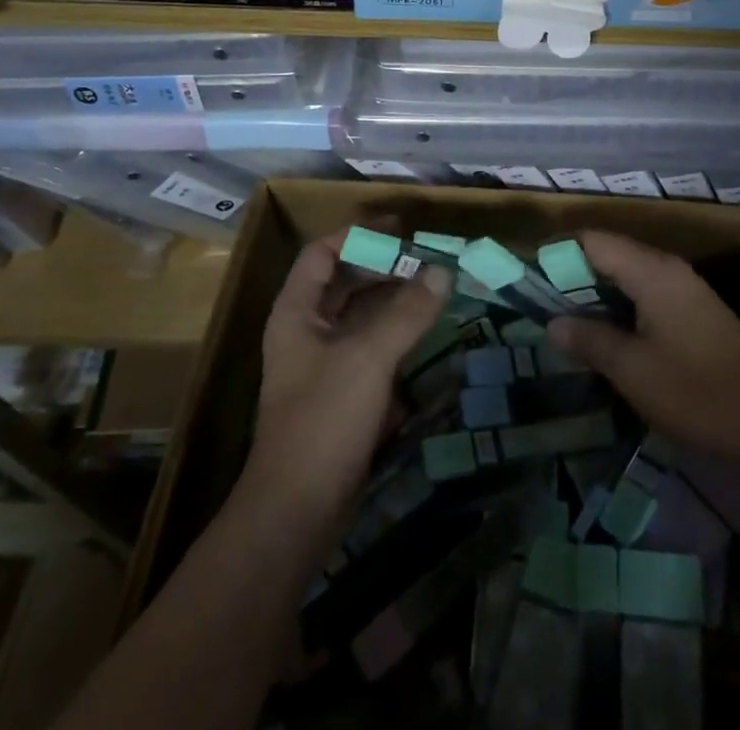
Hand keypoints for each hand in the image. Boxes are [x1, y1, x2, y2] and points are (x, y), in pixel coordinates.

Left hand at [243, 230, 450, 525]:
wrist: (297, 511)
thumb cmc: (324, 419)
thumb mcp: (368, 357)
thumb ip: (407, 311)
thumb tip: (443, 271)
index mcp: (297, 311)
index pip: (323, 253)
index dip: (357, 234)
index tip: (400, 228)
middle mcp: (307, 331)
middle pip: (345, 282)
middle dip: (383, 266)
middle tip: (427, 258)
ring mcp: (324, 365)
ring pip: (361, 317)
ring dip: (394, 301)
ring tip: (435, 288)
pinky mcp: (343, 395)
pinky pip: (372, 350)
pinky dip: (397, 336)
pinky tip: (427, 334)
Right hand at [545, 231, 739, 476]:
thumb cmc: (695, 392)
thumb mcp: (631, 370)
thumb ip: (588, 339)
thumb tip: (553, 323)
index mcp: (652, 271)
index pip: (593, 240)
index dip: (559, 253)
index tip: (531, 278)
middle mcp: (669, 269)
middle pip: (610, 253)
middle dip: (575, 275)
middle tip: (545, 305)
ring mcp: (686, 289)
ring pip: (629, 274)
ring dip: (598, 292)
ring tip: (570, 322)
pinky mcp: (697, 312)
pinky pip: (647, 293)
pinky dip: (622, 305)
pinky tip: (610, 336)